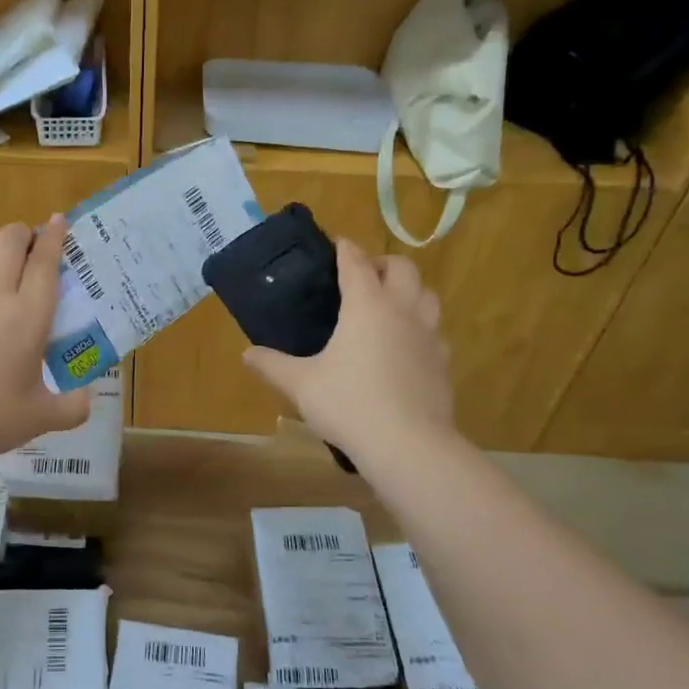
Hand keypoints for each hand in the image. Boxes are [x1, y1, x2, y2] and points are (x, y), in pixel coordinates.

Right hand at [242, 238, 454, 455]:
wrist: (408, 445)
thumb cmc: (349, 403)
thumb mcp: (300, 384)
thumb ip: (272, 365)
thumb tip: (246, 354)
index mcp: (366, 305)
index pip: (356, 263)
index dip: (345, 249)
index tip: (337, 243)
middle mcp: (401, 311)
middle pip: (403, 268)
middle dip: (383, 263)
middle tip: (364, 275)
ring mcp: (428, 336)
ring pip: (427, 296)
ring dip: (409, 290)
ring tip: (389, 305)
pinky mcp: (442, 363)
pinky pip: (434, 332)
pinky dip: (420, 328)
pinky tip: (405, 347)